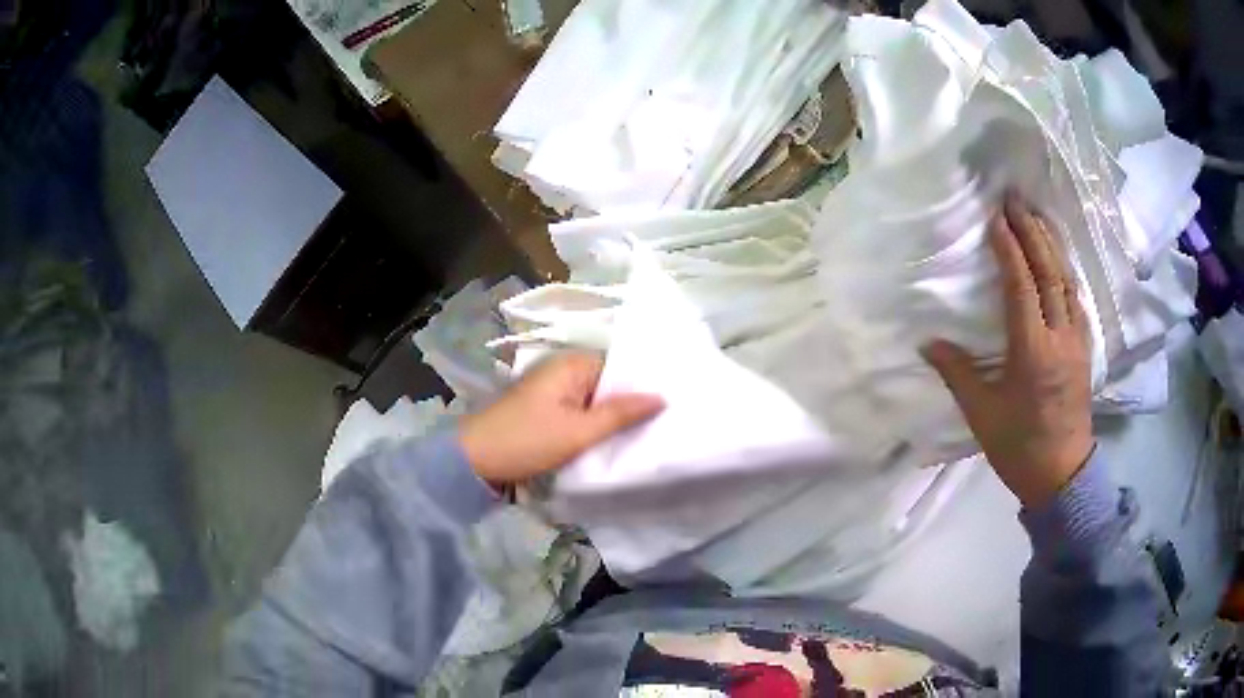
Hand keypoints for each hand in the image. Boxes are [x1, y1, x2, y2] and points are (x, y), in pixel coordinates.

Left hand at [459, 352, 664, 485]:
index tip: (672, 404)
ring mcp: (552, 390)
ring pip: (594, 401)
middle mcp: (563, 370)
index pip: (620, 367)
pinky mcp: (545, 410)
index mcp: (571, 364)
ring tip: (647, 434)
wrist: (474, 460)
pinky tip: (614, 441)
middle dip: (630, 404)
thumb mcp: (578, 431)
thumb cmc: (527, 440)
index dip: (643, 385)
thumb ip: (620, 414)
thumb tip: (661, 397)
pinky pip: (580, 413)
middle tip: (665, 423)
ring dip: (612, 419)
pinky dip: (594, 426)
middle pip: (608, 384)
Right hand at [922, 195, 1093, 507]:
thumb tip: (928, 342)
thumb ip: (958, 373)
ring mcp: (1077, 341)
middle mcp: (1059, 337)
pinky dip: (1065, 272)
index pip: (1022, 286)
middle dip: (1033, 232)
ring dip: (1052, 245)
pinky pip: (1076, 299)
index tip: (996, 218)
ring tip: (1037, 217)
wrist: (1062, 474)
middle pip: (1049, 272)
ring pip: (1067, 281)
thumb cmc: (1019, 445)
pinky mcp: (1085, 349)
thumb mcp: (982, 415)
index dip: (1009, 248)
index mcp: (1032, 350)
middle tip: (1016, 200)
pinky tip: (1059, 261)